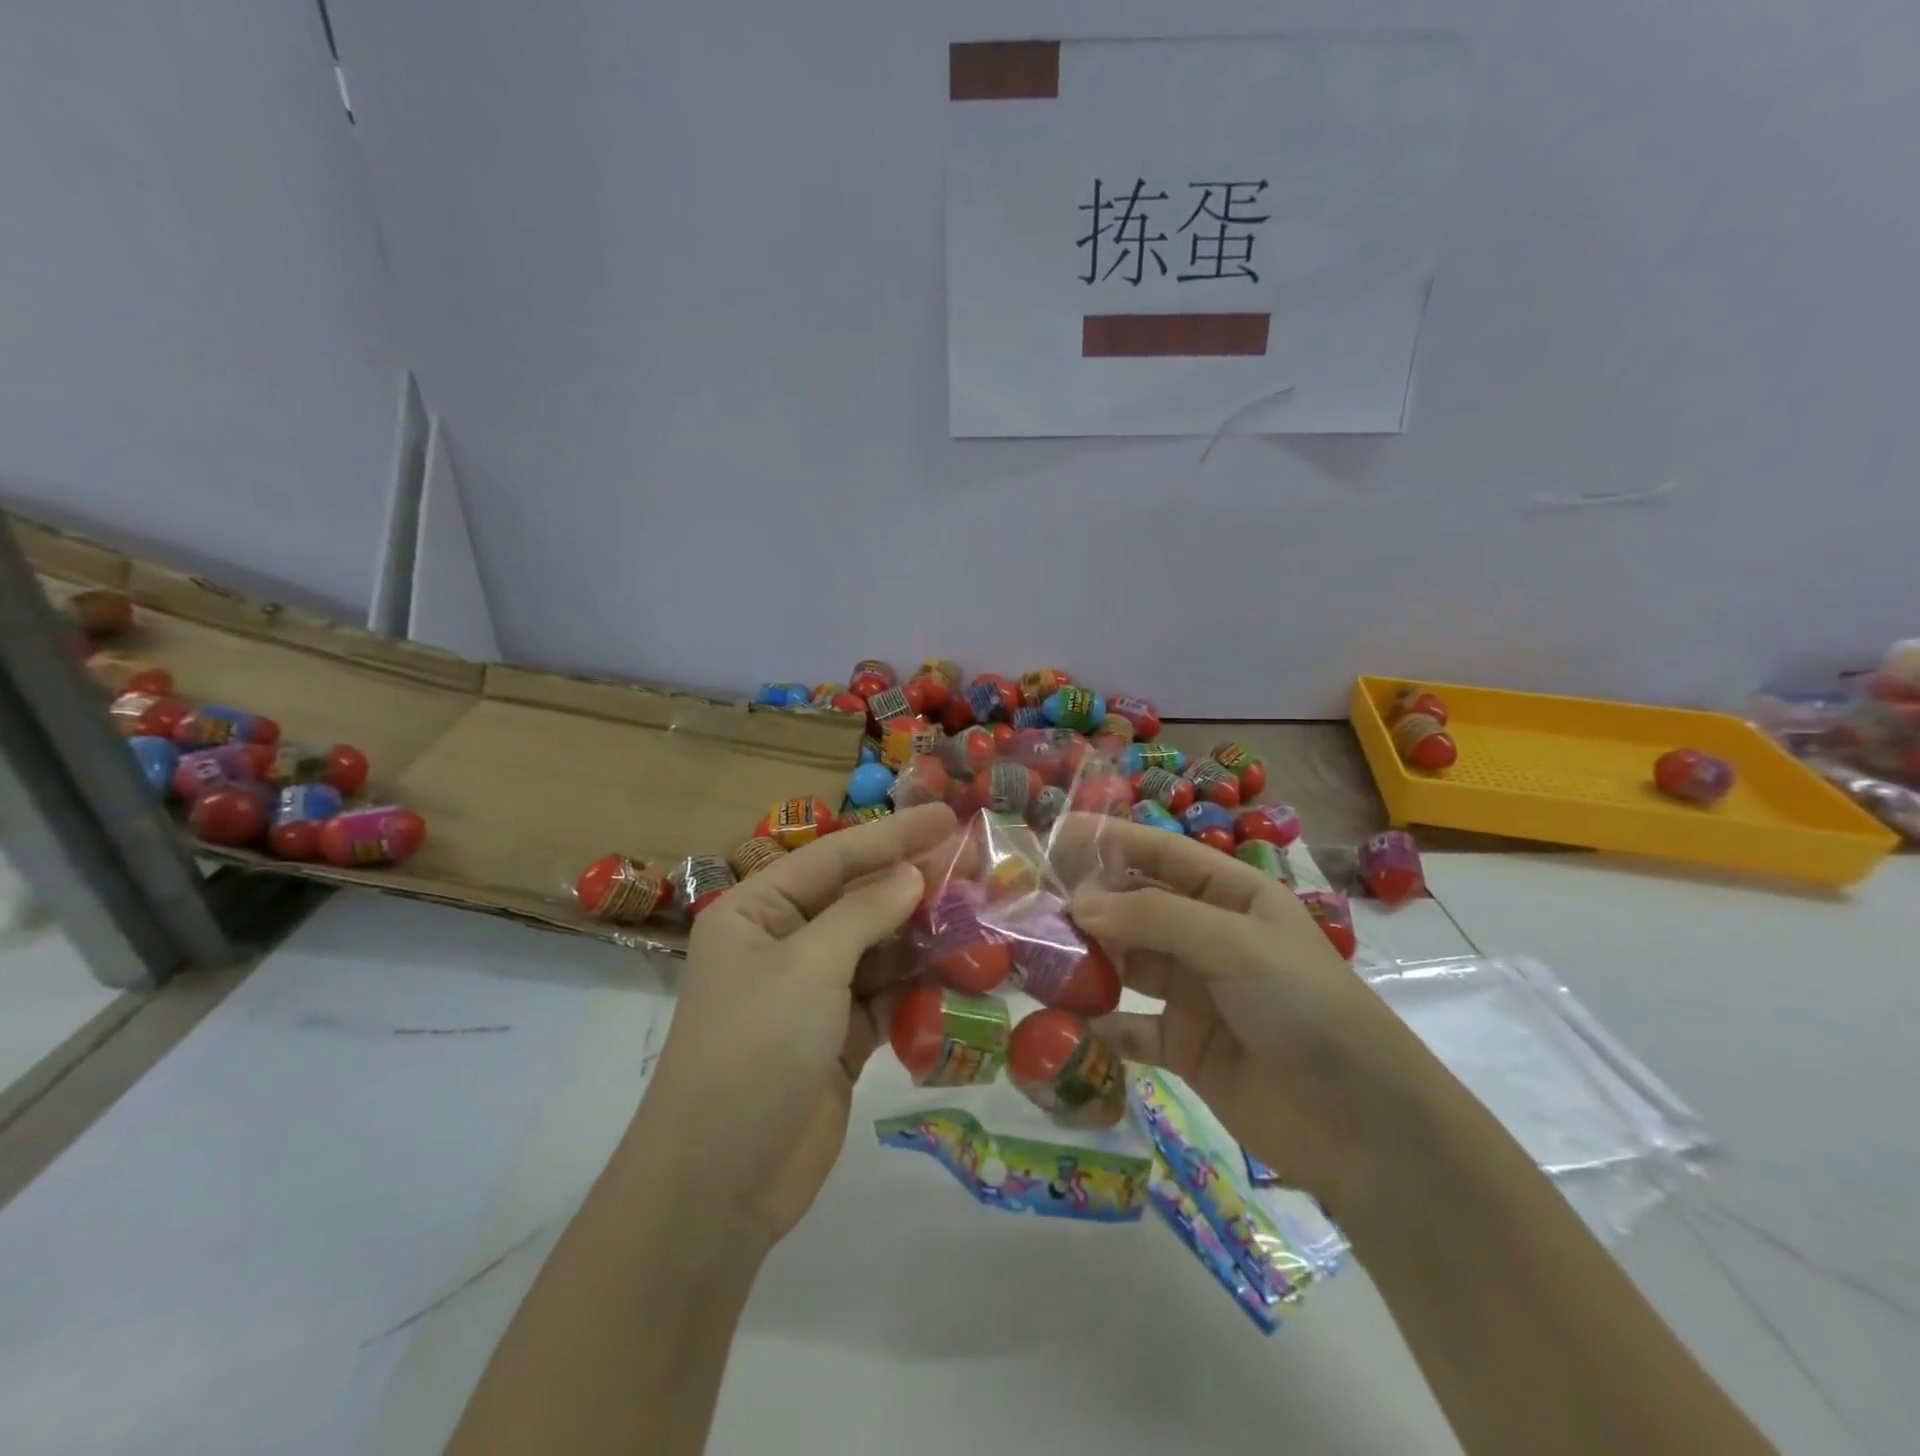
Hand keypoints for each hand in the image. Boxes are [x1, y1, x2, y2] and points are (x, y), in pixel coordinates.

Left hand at [633, 803, 956, 1248]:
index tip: (948, 817)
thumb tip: (913, 874)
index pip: (833, 858)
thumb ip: (865, 913)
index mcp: (756, 912)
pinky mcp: (838, 1037)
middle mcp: (782, 943)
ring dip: (924, 934)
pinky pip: (886, 995)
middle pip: (859, 900)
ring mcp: (811, 992)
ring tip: (980, 914)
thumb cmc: (755, 1049)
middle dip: (914, 884)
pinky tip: (963, 972)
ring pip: (878, 947)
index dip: (892, 835)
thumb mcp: (809, 967)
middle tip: (976, 864)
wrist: (719, 1185)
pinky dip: (919, 984)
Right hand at [1063, 818, 1423, 1206]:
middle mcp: (1209, 936)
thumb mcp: (1234, 944)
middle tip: (1031, 908)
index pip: (1162, 854)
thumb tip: (1077, 902)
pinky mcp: (1184, 1046)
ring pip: (1127, 963)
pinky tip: (1068, 1023)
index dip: (1111, 841)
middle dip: (1089, 905)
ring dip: (1088, 961)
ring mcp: (1195, 992)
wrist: (1362, 1127)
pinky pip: (1131, 1026)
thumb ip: (1153, 918)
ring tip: (1037, 960)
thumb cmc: (1304, 1006)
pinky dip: (1101, 1024)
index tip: (1054, 837)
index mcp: (1232, 896)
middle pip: (1136, 908)